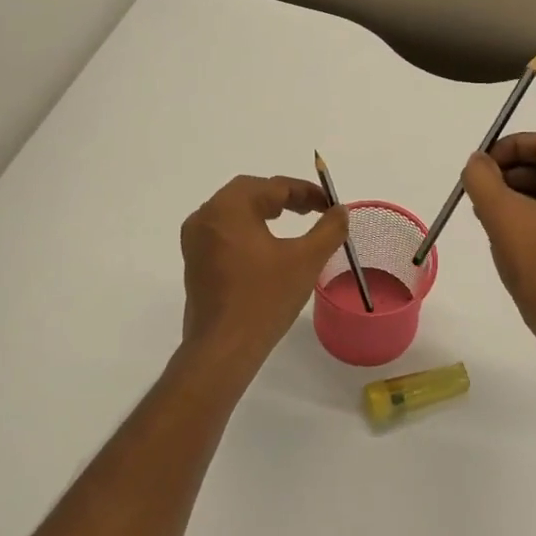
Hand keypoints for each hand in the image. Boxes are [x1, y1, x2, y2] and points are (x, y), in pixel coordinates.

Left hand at [180, 175, 349, 362]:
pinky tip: (267, 246)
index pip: (273, 186)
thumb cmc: (265, 299)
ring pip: (234, 210)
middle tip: (313, 209)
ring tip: (293, 221)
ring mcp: (196, 240)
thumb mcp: (306, 260)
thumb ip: (329, 229)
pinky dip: (248, 228)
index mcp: (229, 208)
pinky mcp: (195, 262)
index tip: (330, 204)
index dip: (306, 192)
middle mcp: (206, 216)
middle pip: (249, 192)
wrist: (223, 349)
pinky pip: (224, 231)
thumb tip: (341, 210)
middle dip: (284, 197)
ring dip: (264, 210)